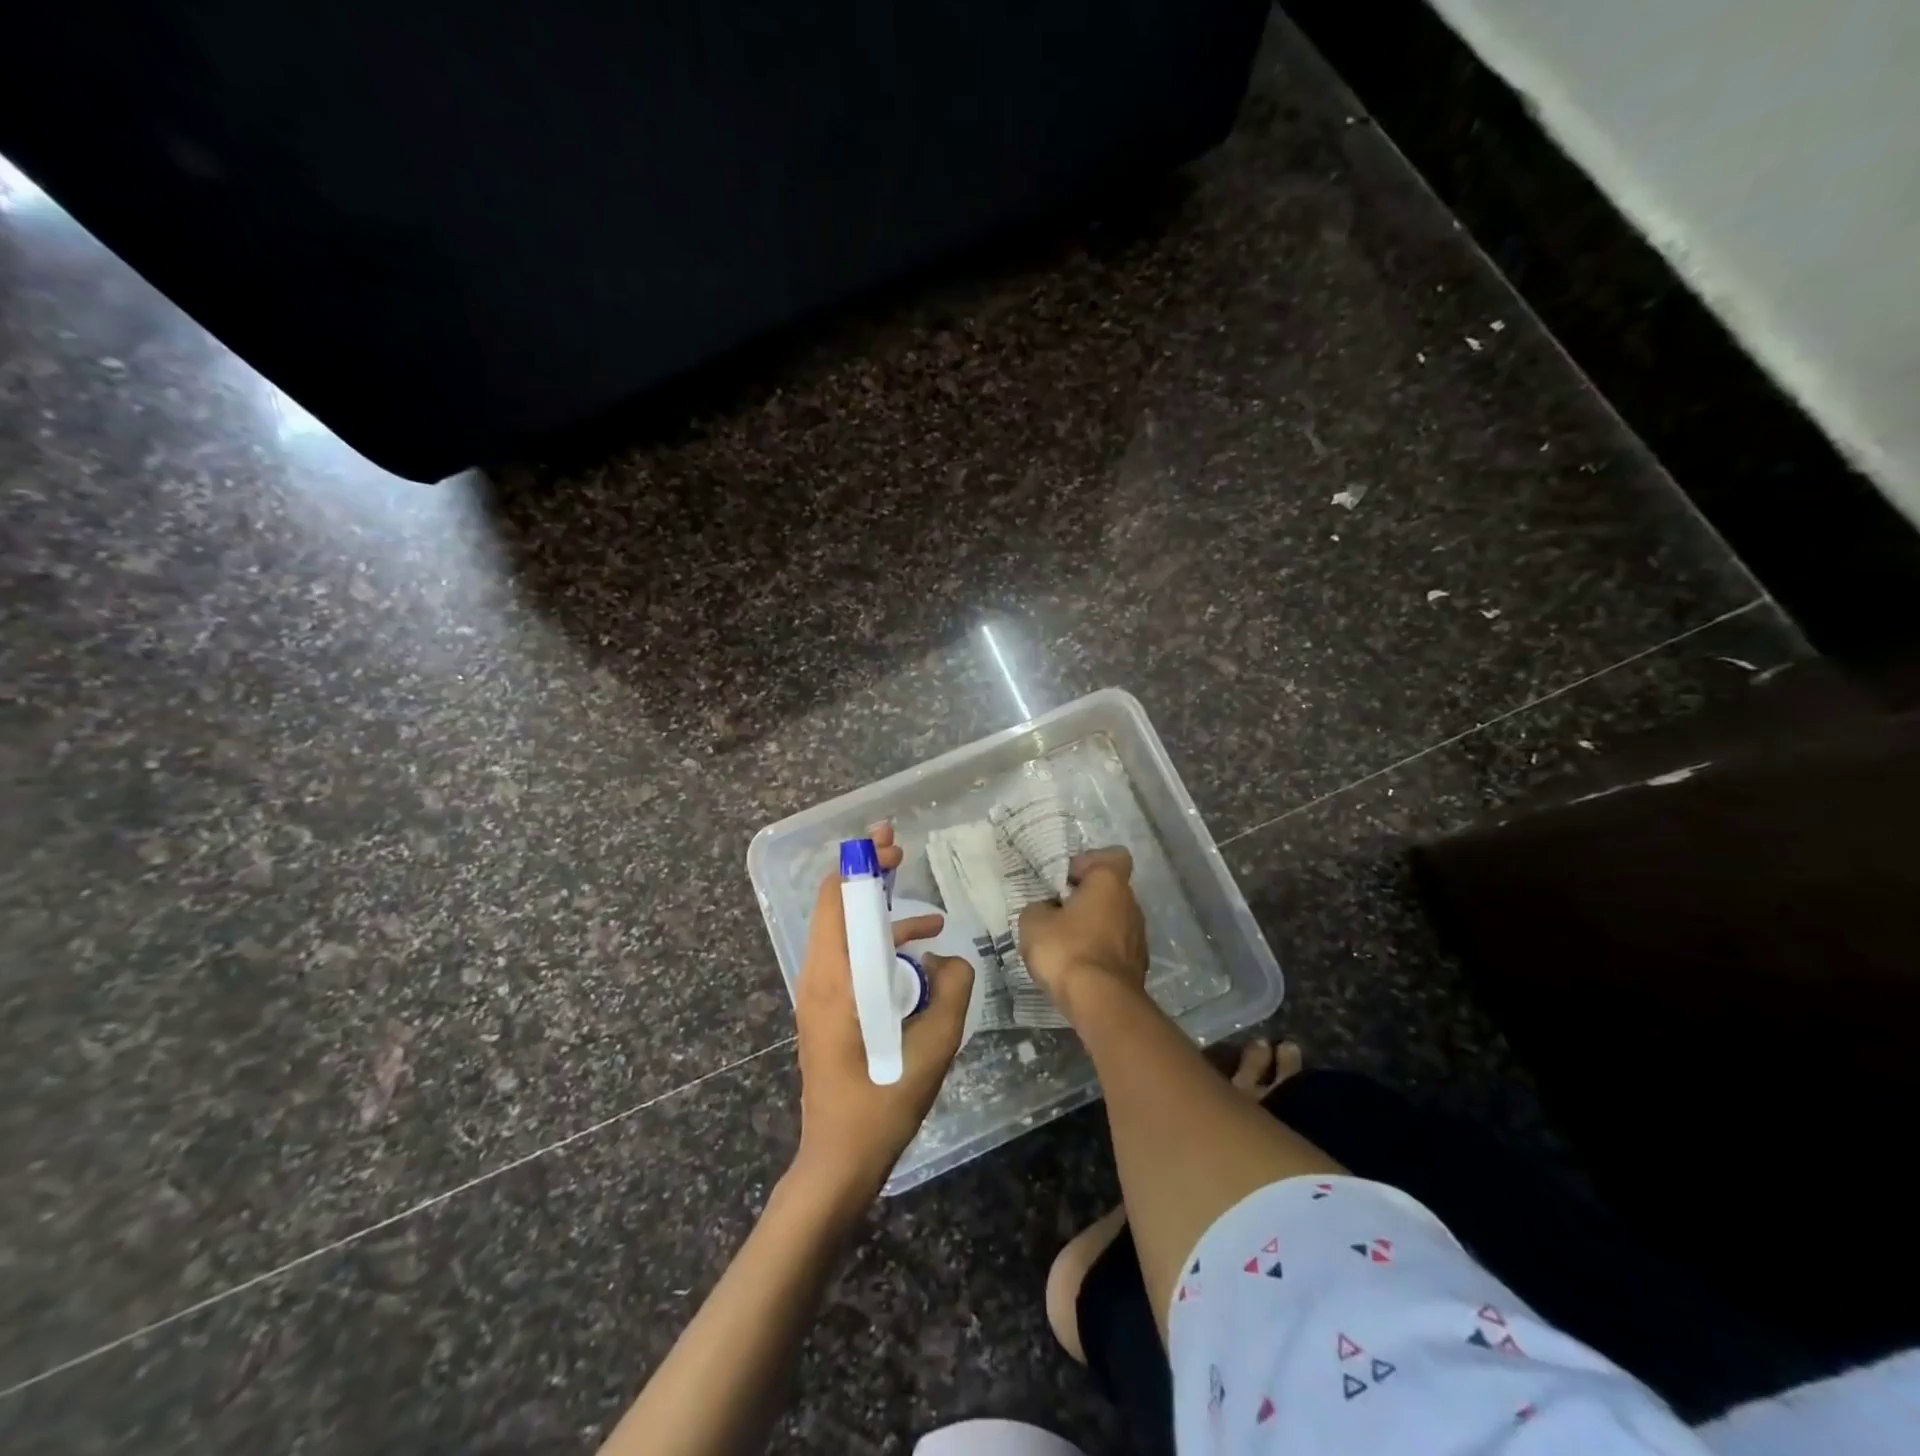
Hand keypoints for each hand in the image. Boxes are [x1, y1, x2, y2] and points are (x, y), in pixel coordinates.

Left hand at [791, 823, 974, 1203]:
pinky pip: (852, 961)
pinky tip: (920, 966)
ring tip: (932, 922)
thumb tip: (949, 958)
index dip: (861, 865)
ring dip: (882, 918)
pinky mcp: (827, 1009)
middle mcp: (819, 977)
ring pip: (846, 934)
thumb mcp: (933, 1046)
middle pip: (836, 906)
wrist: (838, 1160)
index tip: (890, 845)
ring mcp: (819, 993)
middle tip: (901, 857)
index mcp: (836, 978)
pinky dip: (881, 950)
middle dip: (868, 878)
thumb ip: (953, 990)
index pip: (836, 899)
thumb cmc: (882, 1103)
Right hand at [1016, 847, 1147, 1016]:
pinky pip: (1115, 947)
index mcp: (1110, 882)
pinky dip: (1099, 952)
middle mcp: (1132, 903)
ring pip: (1113, 920)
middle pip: (1109, 890)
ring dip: (1092, 927)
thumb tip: (1046, 910)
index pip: (1112, 856)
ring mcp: (1139, 936)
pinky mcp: (1138, 966)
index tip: (1065, 881)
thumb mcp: (1033, 922)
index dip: (1088, 863)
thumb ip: (1038, 908)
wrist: (1101, 1003)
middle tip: (1057, 913)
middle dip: (1085, 898)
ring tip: (1064, 944)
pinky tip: (1078, 967)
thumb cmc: (1066, 950)